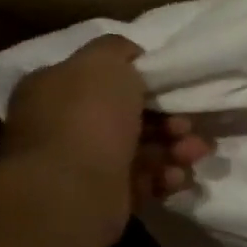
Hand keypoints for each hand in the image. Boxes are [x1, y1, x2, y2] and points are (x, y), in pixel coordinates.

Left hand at [0, 35, 214, 235]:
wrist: (73, 191)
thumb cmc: (88, 118)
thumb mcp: (103, 62)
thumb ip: (117, 49)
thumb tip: (131, 56)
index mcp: (54, 91)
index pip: (101, 79)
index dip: (142, 80)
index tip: (171, 87)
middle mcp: (64, 127)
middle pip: (131, 116)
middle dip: (171, 120)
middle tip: (188, 125)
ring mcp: (83, 165)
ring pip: (144, 149)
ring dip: (177, 148)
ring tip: (193, 153)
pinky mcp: (104, 197)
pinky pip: (145, 180)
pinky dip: (165, 176)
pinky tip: (175, 176)